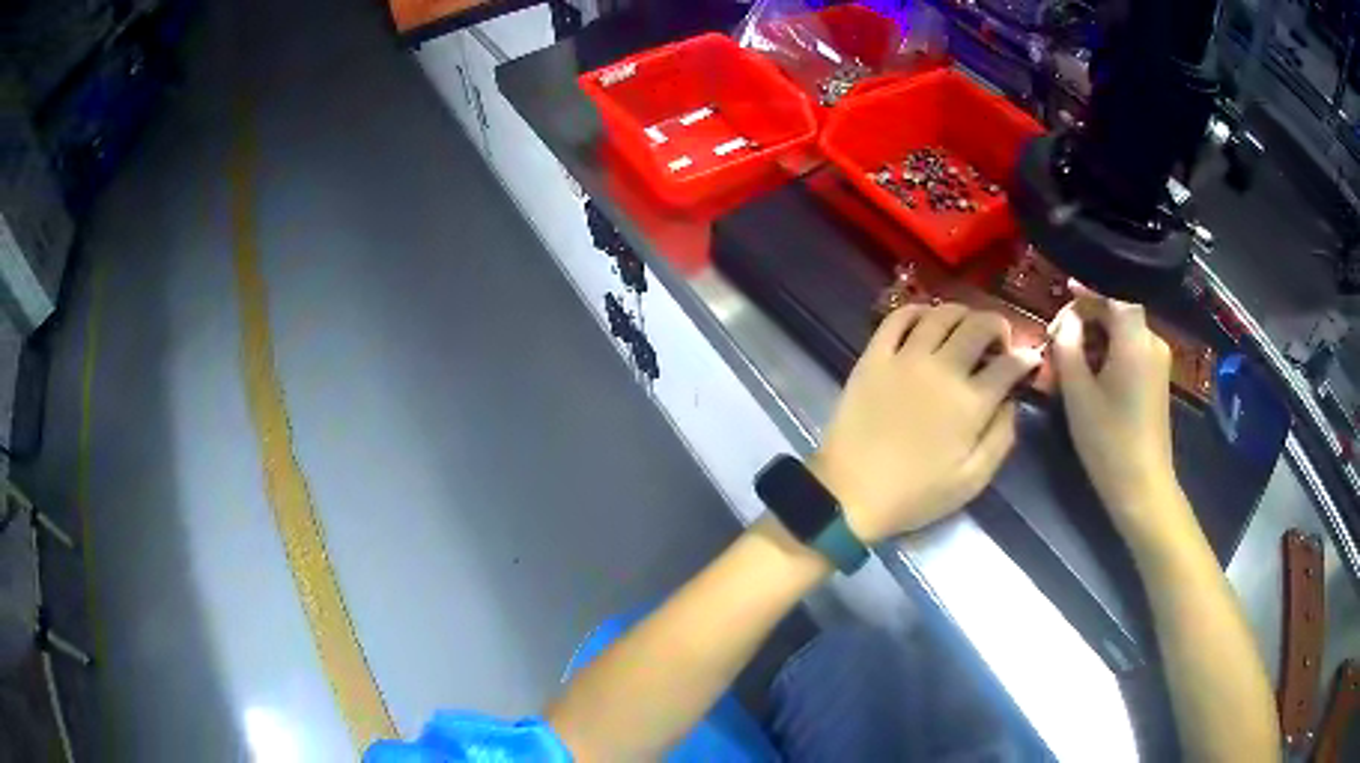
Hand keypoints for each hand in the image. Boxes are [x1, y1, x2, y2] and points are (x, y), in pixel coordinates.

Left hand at [811, 304, 1041, 542]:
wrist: (849, 494)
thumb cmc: (915, 495)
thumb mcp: (972, 480)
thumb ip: (1001, 438)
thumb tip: (1011, 402)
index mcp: (971, 403)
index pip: (1009, 365)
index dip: (1025, 359)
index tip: (1028, 361)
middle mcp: (942, 369)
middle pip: (979, 327)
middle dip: (998, 326)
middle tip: (999, 340)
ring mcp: (905, 357)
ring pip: (941, 314)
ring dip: (963, 313)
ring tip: (966, 327)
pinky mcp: (874, 356)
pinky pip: (897, 317)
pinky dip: (917, 310)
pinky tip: (926, 320)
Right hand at [1050, 284, 1188, 544]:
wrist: (1142, 487)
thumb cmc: (1108, 441)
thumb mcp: (1078, 393)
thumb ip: (1068, 347)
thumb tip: (1066, 323)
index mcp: (1135, 339)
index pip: (1112, 294)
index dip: (1086, 291)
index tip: (1062, 292)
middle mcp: (1152, 341)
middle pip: (1118, 311)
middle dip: (1088, 318)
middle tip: (1058, 339)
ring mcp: (1158, 361)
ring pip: (1123, 332)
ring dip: (1097, 337)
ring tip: (1070, 360)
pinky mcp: (1157, 379)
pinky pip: (1131, 350)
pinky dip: (1110, 352)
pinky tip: (1092, 374)